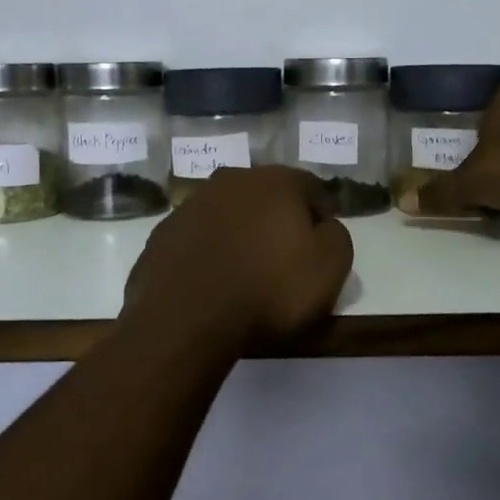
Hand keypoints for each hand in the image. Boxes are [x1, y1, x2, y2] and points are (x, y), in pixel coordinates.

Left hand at [121, 165, 354, 356]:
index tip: (323, 243)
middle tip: (285, 255)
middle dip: (278, 218)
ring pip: (228, 212)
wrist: (187, 319)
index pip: (311, 187)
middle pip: (266, 194)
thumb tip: (324, 225)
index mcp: (276, 181)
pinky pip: (198, 236)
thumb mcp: (329, 268)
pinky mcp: (163, 232)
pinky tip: (212, 279)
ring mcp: (192, 204)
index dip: (321, 214)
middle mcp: (232, 180)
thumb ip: (336, 236)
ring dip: (240, 231)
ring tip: (246, 270)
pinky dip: (209, 250)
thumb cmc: (269, 290)